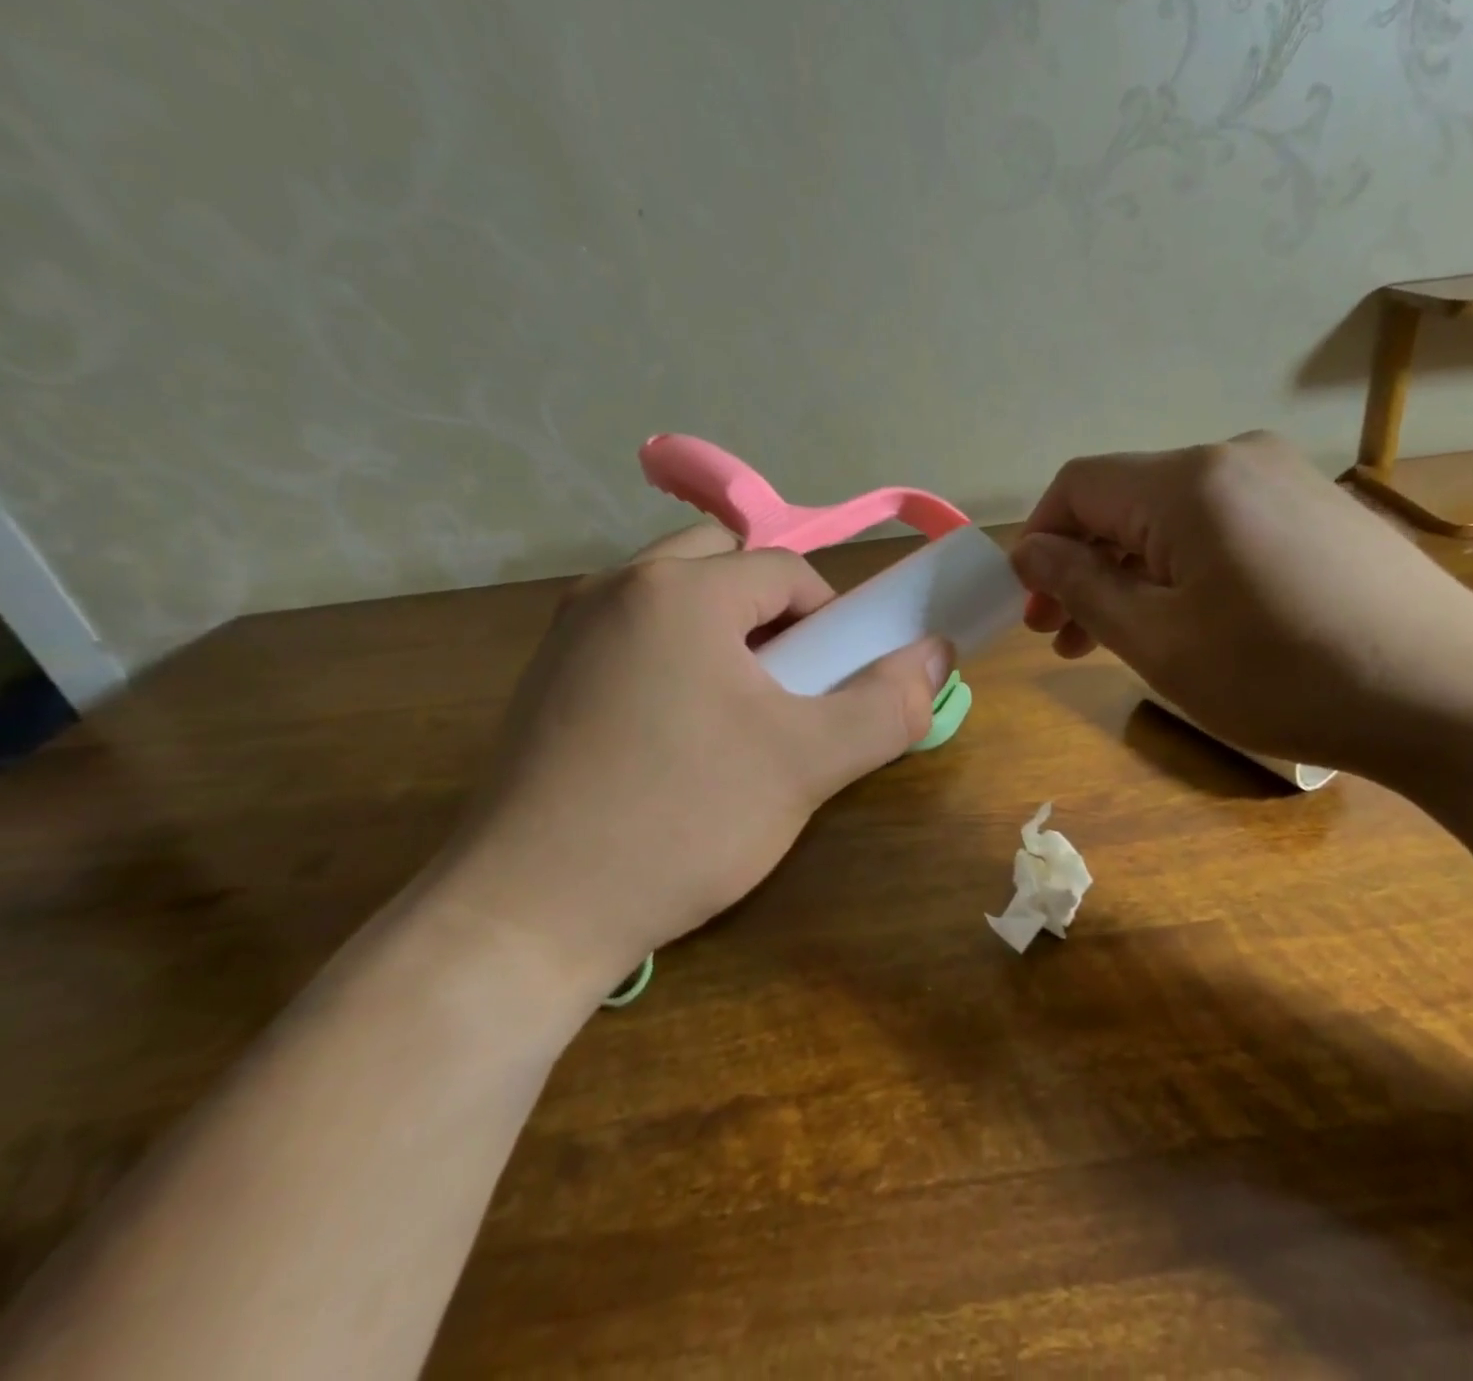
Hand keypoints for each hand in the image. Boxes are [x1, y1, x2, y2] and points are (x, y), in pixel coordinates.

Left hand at [431, 525, 950, 999]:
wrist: (526, 916)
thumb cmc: (681, 821)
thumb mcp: (807, 763)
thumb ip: (888, 705)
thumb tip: (939, 653)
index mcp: (678, 590)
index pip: (786, 570)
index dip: (831, 620)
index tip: (836, 683)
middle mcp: (616, 588)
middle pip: (725, 564)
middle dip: (773, 612)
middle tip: (790, 683)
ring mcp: (569, 631)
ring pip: (675, 597)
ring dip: (723, 630)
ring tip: (741, 710)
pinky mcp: (545, 677)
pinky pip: (633, 634)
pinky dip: (674, 655)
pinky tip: (678, 734)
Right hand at [1012, 432, 1472, 780]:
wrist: (1455, 696)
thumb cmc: (1285, 675)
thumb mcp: (1159, 643)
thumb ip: (1083, 587)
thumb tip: (1030, 551)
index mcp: (1188, 481)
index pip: (1078, 487)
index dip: (1040, 542)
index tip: (1034, 607)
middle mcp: (1234, 459)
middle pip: (1125, 502)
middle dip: (1083, 566)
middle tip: (1063, 637)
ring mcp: (1285, 480)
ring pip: (1173, 519)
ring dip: (1132, 574)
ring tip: (1118, 640)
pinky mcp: (1318, 510)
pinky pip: (1224, 528)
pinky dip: (1185, 570)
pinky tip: (1192, 622)